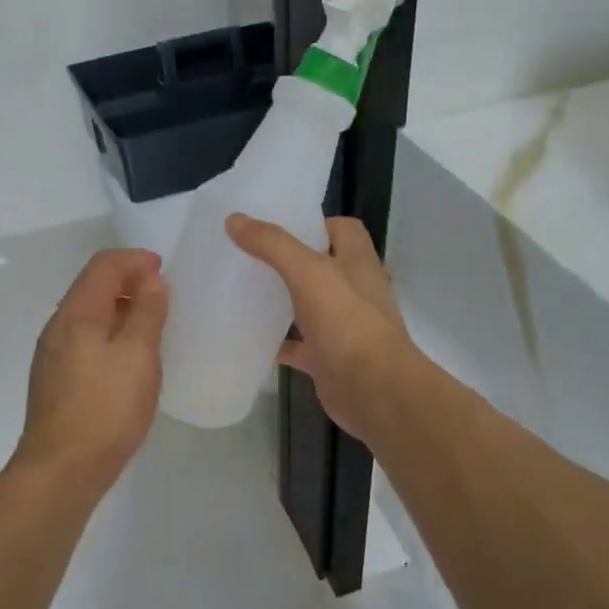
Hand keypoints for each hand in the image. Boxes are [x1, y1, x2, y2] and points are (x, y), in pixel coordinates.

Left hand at [12, 248, 167, 492]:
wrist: (62, 469)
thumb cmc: (107, 408)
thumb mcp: (139, 355)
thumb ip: (147, 312)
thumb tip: (150, 279)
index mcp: (76, 313)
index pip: (103, 265)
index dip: (135, 260)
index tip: (165, 271)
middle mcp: (57, 327)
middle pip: (92, 287)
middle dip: (128, 282)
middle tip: (162, 297)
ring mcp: (52, 356)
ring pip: (88, 316)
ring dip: (119, 310)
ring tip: (151, 326)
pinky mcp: (55, 381)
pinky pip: (84, 341)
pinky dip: (109, 335)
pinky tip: (128, 359)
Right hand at [226, 214, 418, 442]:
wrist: (373, 390)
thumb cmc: (347, 322)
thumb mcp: (308, 272)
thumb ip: (272, 244)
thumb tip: (235, 219)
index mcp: (357, 262)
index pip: (341, 229)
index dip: (314, 223)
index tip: (277, 227)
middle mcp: (353, 290)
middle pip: (321, 266)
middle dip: (288, 261)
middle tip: (248, 256)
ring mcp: (342, 326)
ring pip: (308, 305)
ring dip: (281, 300)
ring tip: (242, 290)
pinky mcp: (328, 357)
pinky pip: (298, 345)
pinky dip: (278, 342)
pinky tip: (249, 338)